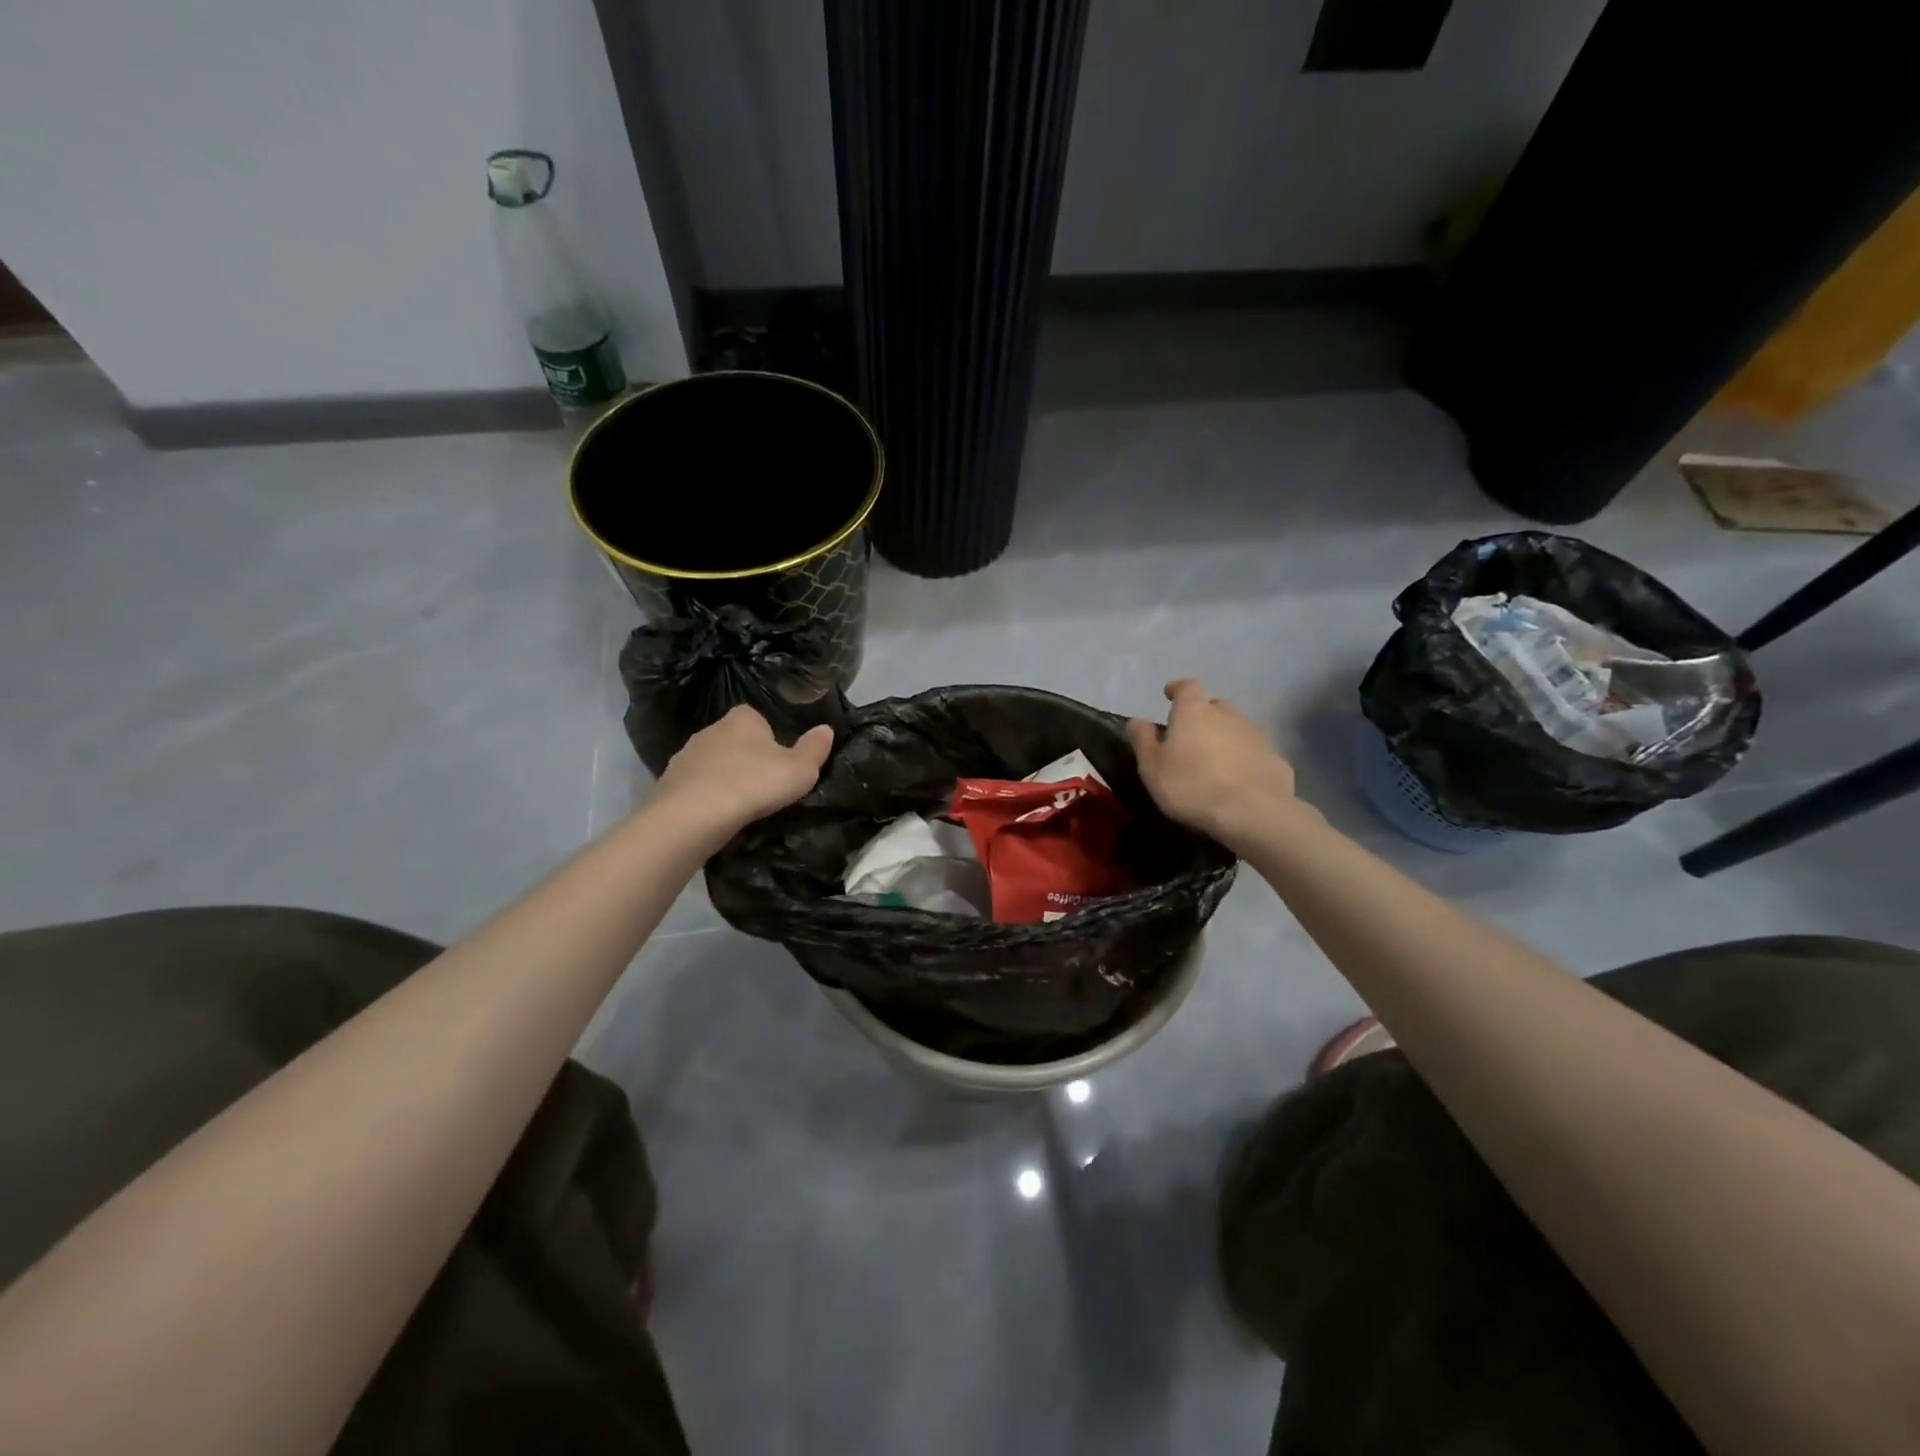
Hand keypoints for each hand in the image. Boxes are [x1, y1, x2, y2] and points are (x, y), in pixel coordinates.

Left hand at [654, 707, 834, 838]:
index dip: (770, 738)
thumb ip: (814, 749)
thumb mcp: (799, 770)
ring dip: (723, 778)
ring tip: (739, 805)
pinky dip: (704, 796)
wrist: (694, 814)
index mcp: (743, 718)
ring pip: (711, 763)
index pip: (758, 719)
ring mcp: (686, 755)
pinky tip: (715, 816)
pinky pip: (694, 786)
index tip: (779, 761)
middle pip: (733, 740)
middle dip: (745, 758)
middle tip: (762, 785)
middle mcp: (711, 729)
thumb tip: (826, 729)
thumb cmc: (754, 783)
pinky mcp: (668, 782)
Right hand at [1127, 679, 1297, 848]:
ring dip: (1225, 738)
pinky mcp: (1276, 759)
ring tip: (1215, 763)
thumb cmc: (1190, 786)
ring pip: (1237, 729)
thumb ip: (1143, 741)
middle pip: (1215, 706)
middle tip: (1191, 737)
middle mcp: (1228, 715)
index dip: (1178, 689)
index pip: (1187, 687)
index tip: (1169, 696)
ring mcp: (1256, 736)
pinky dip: (1245, 760)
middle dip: (1203, 716)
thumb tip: (1137, 721)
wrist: (1251, 812)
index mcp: (1194, 712)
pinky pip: (1255, 753)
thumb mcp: (1152, 767)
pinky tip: (1239, 781)